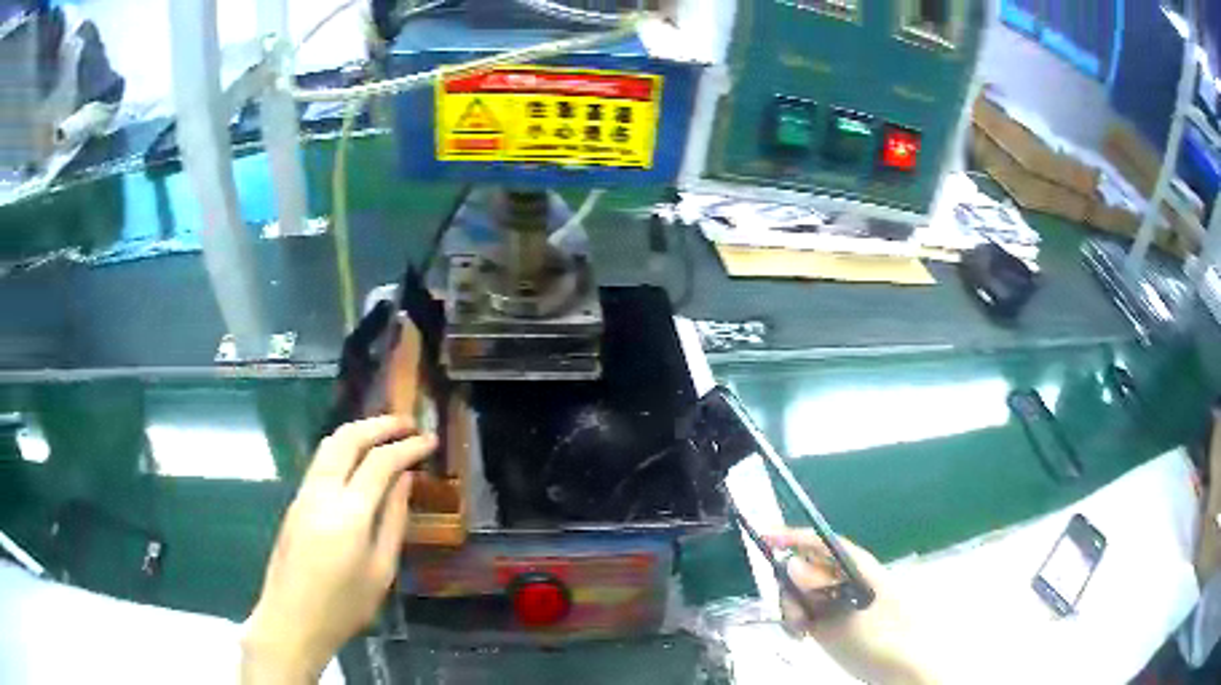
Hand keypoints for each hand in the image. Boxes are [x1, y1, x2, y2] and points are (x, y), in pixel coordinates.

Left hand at [242, 416, 437, 682]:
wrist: (291, 619)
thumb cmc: (344, 606)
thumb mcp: (381, 572)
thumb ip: (393, 521)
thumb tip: (404, 481)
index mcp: (349, 514)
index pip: (380, 462)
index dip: (407, 446)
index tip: (429, 439)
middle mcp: (322, 493)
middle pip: (348, 439)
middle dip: (380, 424)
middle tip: (407, 423)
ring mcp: (303, 494)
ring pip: (329, 444)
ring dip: (358, 431)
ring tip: (385, 433)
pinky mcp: (295, 502)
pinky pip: (320, 461)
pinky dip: (343, 448)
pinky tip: (358, 459)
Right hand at [765, 530, 942, 684]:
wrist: (900, 668)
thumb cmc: (882, 636)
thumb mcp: (848, 613)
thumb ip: (818, 590)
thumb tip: (790, 564)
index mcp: (855, 566)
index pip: (820, 542)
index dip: (792, 537)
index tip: (764, 537)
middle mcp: (844, 578)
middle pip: (805, 568)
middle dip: (791, 587)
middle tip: (796, 615)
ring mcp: (837, 600)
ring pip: (800, 592)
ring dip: (792, 608)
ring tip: (801, 631)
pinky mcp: (830, 621)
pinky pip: (804, 612)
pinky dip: (796, 622)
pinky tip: (801, 636)